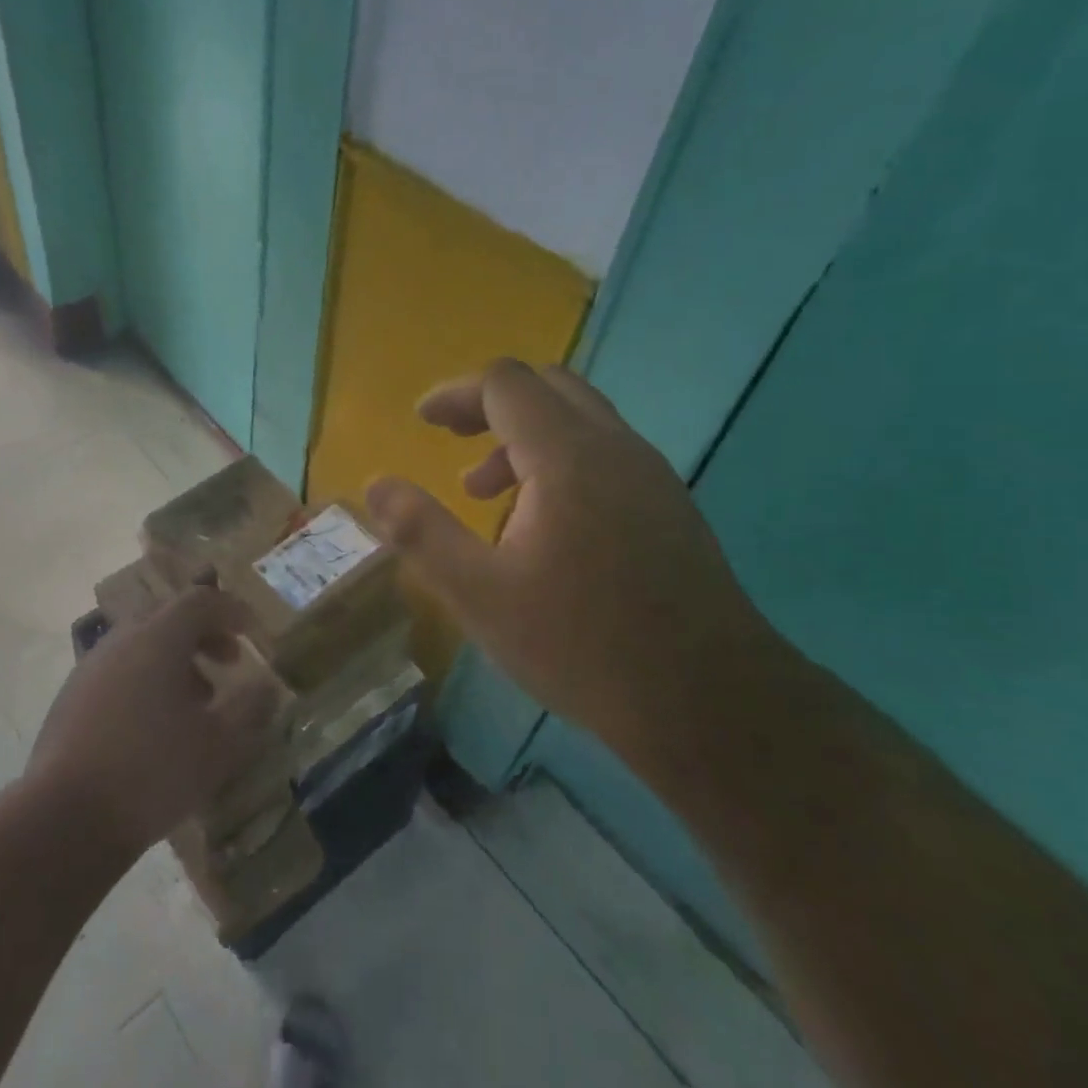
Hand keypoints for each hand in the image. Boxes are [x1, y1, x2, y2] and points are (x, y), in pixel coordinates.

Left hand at [27, 587, 276, 856]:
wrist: (64, 818)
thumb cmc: (152, 772)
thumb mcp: (219, 745)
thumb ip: (249, 709)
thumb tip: (267, 686)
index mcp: (158, 638)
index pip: (199, 600)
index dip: (230, 610)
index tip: (252, 631)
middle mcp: (121, 640)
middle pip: (168, 617)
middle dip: (204, 634)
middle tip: (228, 663)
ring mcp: (90, 667)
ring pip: (141, 644)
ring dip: (175, 659)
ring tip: (197, 700)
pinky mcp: (71, 697)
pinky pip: (119, 669)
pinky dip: (146, 678)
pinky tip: (156, 724)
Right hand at [366, 359, 773, 780]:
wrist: (711, 704)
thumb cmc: (583, 646)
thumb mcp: (480, 595)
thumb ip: (421, 532)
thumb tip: (376, 485)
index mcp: (569, 457)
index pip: (506, 384)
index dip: (455, 393)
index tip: (421, 419)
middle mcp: (616, 448)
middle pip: (546, 387)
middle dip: (489, 404)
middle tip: (450, 438)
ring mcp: (651, 476)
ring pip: (579, 419)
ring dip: (523, 436)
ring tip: (484, 493)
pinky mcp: (669, 507)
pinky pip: (604, 453)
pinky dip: (558, 460)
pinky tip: (541, 525)